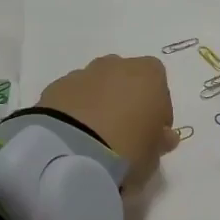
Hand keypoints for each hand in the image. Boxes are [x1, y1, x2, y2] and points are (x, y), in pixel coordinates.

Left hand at [39, 55, 180, 187]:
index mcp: (148, 74)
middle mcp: (115, 65)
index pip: (159, 84)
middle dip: (125, 100)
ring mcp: (82, 73)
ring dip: (98, 103)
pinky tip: (73, 135)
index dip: (157, 109)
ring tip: (94, 136)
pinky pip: (72, 96)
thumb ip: (160, 141)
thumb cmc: (127, 149)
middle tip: (123, 132)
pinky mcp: (55, 87)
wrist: (71, 152)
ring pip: (96, 85)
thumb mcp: (154, 155)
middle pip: (126, 79)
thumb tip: (164, 136)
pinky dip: (74, 110)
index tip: (153, 133)